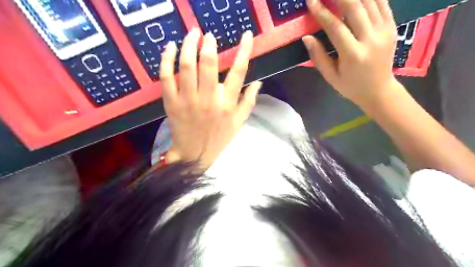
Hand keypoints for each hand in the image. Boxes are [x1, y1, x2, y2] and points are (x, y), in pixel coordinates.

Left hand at [159, 28, 263, 167]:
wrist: (194, 155)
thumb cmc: (219, 139)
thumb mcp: (239, 123)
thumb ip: (249, 102)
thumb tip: (258, 82)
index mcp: (227, 105)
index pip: (238, 73)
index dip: (244, 51)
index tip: (246, 36)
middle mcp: (208, 100)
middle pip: (208, 64)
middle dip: (209, 44)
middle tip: (208, 34)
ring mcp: (188, 101)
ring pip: (186, 66)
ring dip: (188, 45)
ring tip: (192, 34)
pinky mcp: (171, 103)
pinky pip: (166, 77)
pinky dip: (166, 59)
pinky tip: (170, 47)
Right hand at [302, 0, 397, 105]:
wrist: (379, 90)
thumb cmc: (350, 86)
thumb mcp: (330, 77)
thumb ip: (318, 56)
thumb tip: (306, 37)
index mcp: (353, 55)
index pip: (335, 27)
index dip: (321, 12)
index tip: (310, 0)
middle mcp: (371, 39)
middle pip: (355, 7)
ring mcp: (385, 31)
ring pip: (370, 0)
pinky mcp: (392, 26)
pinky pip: (382, 2)